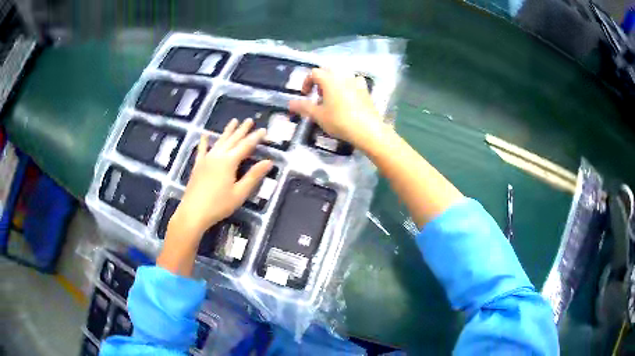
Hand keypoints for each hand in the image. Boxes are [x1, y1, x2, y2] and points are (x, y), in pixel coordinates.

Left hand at [170, 118, 272, 239]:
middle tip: (249, 120)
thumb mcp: (240, 193)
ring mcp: (206, 159)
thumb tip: (268, 161)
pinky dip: (204, 141)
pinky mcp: (198, 165)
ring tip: (234, 121)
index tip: (263, 129)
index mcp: (229, 162)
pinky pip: (202, 150)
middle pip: (232, 140)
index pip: (246, 146)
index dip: (255, 137)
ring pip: (219, 141)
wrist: (193, 212)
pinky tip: (205, 134)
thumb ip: (253, 176)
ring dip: (227, 131)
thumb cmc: (219, 205)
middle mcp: (218, 156)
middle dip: (242, 130)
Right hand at [289, 68, 387, 150]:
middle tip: (318, 97)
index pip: (314, 73)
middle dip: (320, 83)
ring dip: (334, 85)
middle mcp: (343, 76)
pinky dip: (347, 88)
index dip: (307, 82)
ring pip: (341, 78)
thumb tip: (290, 103)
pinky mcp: (366, 91)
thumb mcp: (318, 115)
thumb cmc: (340, 121)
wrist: (368, 130)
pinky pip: (354, 84)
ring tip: (332, 100)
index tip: (305, 95)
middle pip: (328, 73)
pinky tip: (348, 101)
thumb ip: (303, 107)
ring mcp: (357, 83)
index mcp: (330, 79)